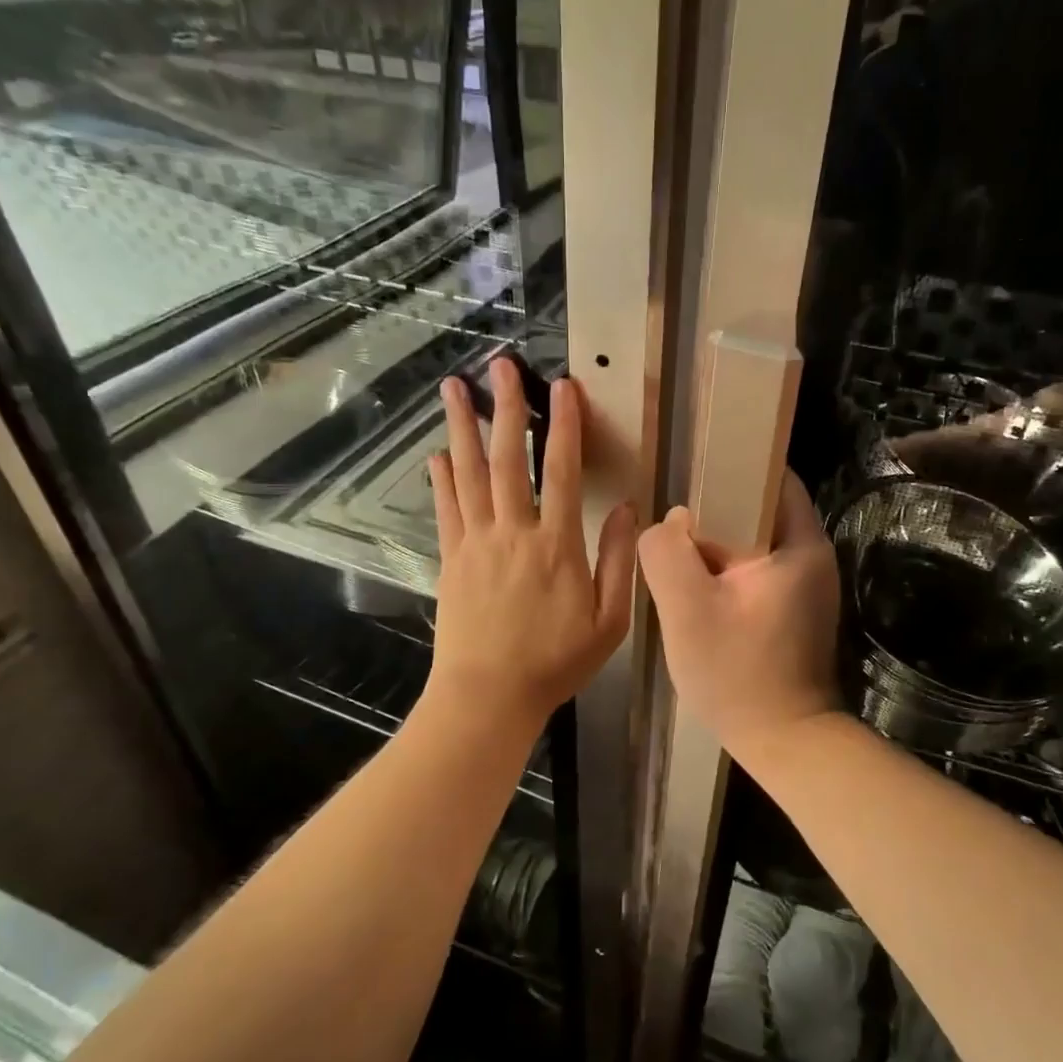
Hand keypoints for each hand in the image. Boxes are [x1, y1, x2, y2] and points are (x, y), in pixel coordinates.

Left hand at [426, 358, 636, 731]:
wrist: (488, 695)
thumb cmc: (555, 662)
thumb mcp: (608, 621)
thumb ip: (618, 560)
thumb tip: (625, 509)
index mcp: (556, 544)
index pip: (561, 471)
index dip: (564, 425)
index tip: (563, 387)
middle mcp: (513, 532)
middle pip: (507, 458)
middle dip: (506, 408)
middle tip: (500, 365)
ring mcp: (476, 543)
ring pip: (467, 473)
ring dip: (462, 428)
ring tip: (453, 388)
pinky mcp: (451, 559)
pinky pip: (446, 509)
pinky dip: (441, 478)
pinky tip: (437, 454)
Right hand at [637, 473, 841, 756]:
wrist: (784, 743)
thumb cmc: (739, 674)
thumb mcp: (688, 609)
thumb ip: (667, 554)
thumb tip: (668, 524)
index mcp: (799, 544)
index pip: (771, 475)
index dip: (731, 466)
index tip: (689, 472)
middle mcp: (811, 556)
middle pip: (759, 508)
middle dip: (715, 510)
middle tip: (671, 521)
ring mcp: (805, 585)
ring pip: (753, 542)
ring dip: (717, 544)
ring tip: (675, 552)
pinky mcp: (794, 610)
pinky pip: (755, 571)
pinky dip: (726, 570)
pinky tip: (695, 587)